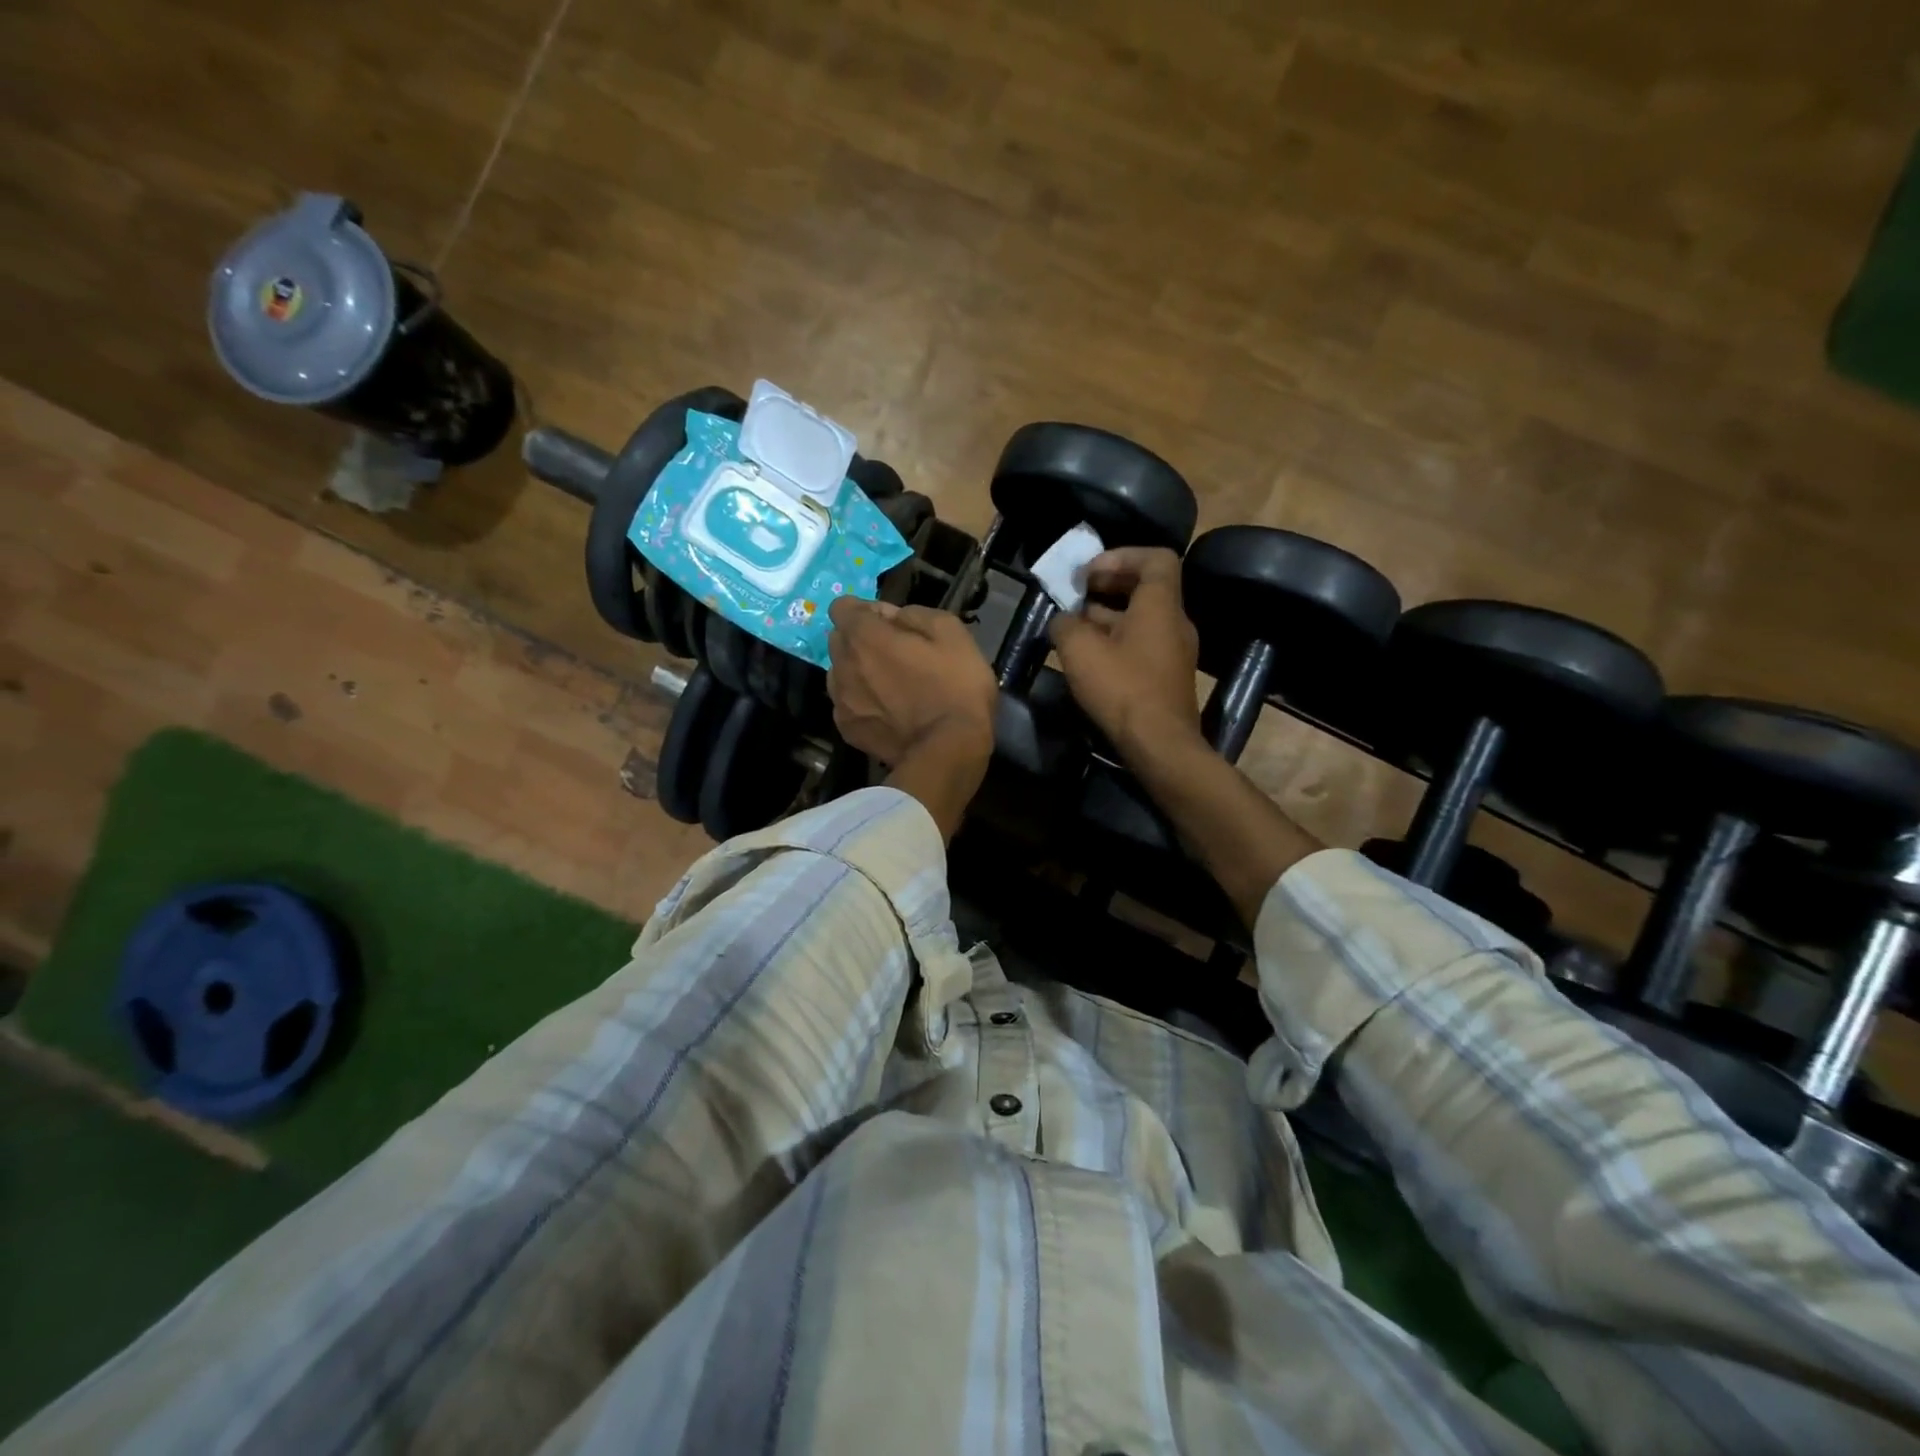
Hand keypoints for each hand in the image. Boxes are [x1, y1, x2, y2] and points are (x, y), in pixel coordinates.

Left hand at [827, 598, 996, 766]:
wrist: (948, 751)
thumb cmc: (955, 687)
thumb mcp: (951, 632)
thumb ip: (914, 614)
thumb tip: (893, 617)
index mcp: (864, 636)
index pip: (842, 607)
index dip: (868, 611)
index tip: (893, 625)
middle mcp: (842, 665)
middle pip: (839, 640)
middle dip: (861, 640)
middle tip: (896, 655)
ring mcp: (841, 701)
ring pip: (840, 673)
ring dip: (858, 671)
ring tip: (891, 687)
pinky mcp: (847, 730)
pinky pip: (847, 704)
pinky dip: (862, 702)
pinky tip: (888, 713)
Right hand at [1049, 547, 1202, 756]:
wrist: (1160, 745)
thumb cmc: (1122, 688)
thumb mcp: (1080, 651)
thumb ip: (1065, 625)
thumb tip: (1062, 620)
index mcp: (1160, 605)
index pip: (1155, 558)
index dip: (1121, 556)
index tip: (1089, 573)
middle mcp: (1174, 622)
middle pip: (1146, 588)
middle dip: (1108, 585)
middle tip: (1076, 594)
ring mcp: (1174, 651)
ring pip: (1141, 618)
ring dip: (1108, 615)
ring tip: (1073, 626)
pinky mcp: (1167, 677)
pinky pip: (1142, 643)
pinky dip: (1116, 640)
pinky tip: (1090, 657)